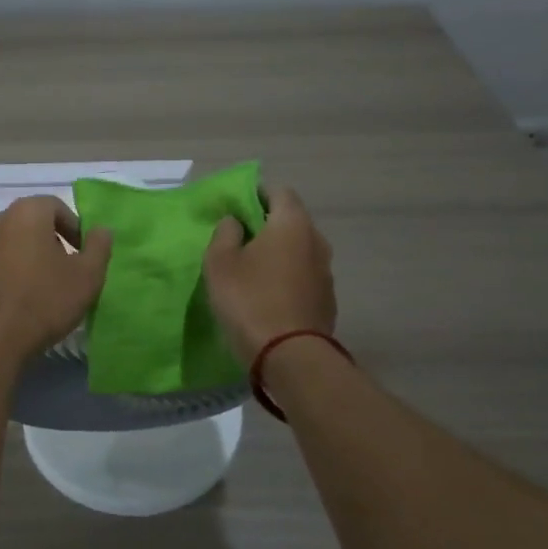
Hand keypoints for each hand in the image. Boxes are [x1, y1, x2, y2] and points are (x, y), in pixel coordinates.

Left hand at [0, 196, 112, 359]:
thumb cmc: (45, 301)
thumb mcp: (87, 276)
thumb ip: (99, 247)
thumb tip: (102, 230)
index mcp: (27, 213)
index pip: (56, 206)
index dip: (74, 227)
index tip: (82, 253)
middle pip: (30, 221)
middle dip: (49, 239)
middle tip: (63, 267)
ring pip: (8, 242)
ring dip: (24, 255)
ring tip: (38, 284)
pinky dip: (4, 272)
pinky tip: (13, 298)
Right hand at [203, 186, 336, 365]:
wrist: (290, 356)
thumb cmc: (249, 300)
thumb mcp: (220, 262)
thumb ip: (225, 233)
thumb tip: (236, 221)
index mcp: (292, 223)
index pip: (279, 192)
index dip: (257, 195)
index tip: (236, 209)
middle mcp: (317, 241)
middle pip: (291, 220)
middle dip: (267, 225)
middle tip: (239, 240)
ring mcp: (326, 272)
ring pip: (299, 250)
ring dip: (279, 254)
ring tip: (252, 270)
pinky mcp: (327, 300)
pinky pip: (304, 277)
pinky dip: (288, 278)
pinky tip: (268, 296)